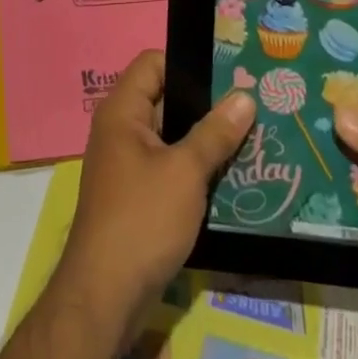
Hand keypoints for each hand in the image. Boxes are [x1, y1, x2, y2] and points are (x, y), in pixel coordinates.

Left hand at [50, 50, 255, 338]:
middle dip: (206, 101)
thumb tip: (245, 96)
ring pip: (171, 136)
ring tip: (252, 134)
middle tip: (251, 102)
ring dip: (205, 138)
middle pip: (165, 98)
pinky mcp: (137, 196)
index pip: (153, 63)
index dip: (188, 62)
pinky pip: (170, 166)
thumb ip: (215, 132)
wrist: (105, 296)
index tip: (228, 70)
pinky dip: (195, 167)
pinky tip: (232, 174)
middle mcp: (121, 130)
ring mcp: (127, 165)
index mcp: (122, 111)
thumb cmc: (142, 220)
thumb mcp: (185, 172)